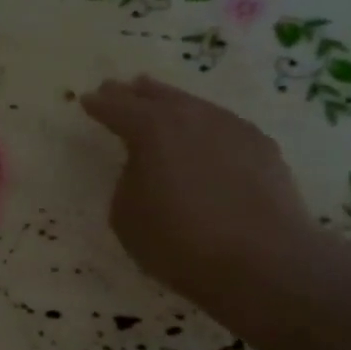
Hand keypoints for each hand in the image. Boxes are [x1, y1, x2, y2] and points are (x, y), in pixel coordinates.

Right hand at [81, 76, 315, 303]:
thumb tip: (144, 167)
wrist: (263, 261)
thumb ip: (128, 180)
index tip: (87, 100)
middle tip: (120, 88)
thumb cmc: (179, 241)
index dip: (100, 105)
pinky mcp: (262, 146)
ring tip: (162, 104)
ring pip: (194, 106)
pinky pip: (223, 126)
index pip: (117, 108)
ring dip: (174, 105)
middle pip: (158, 96)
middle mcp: (192, 117)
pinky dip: (206, 127)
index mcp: (151, 129)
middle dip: (135, 93)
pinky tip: (205, 139)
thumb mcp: (126, 215)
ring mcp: (232, 127)